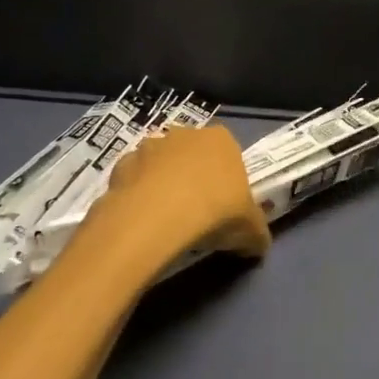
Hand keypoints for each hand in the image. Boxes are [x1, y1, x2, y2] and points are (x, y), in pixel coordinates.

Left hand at [85, 125, 270, 266]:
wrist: (157, 217)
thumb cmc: (215, 213)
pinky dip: (137, 196)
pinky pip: (134, 180)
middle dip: (193, 178)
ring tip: (165, 221)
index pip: (229, 154)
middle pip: (192, 156)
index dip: (227, 181)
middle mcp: (185, 134)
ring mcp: (150, 146)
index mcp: (222, 140)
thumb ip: (257, 233)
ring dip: (162, 184)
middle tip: (196, 214)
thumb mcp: (251, 231)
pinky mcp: (121, 164)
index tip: (225, 207)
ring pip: (160, 165)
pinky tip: (141, 222)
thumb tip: (257, 245)